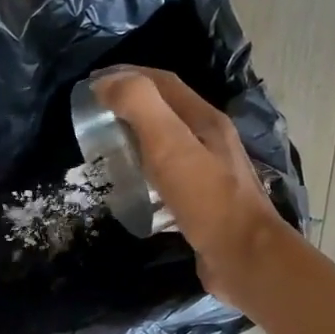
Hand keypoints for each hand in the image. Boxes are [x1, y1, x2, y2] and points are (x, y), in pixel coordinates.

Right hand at [96, 68, 288, 310]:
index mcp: (205, 120)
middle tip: (93, 119)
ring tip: (105, 152)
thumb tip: (106, 83)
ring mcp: (209, 174)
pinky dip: (144, 174)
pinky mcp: (202, 204)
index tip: (90, 85)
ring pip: (166, 145)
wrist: (244, 258)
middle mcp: (210, 141)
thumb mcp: (169, 144)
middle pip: (165, 112)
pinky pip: (167, 178)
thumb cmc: (206, 199)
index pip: (163, 82)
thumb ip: (140, 105)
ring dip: (135, 141)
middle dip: (129, 107)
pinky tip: (130, 190)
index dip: (127, 75)